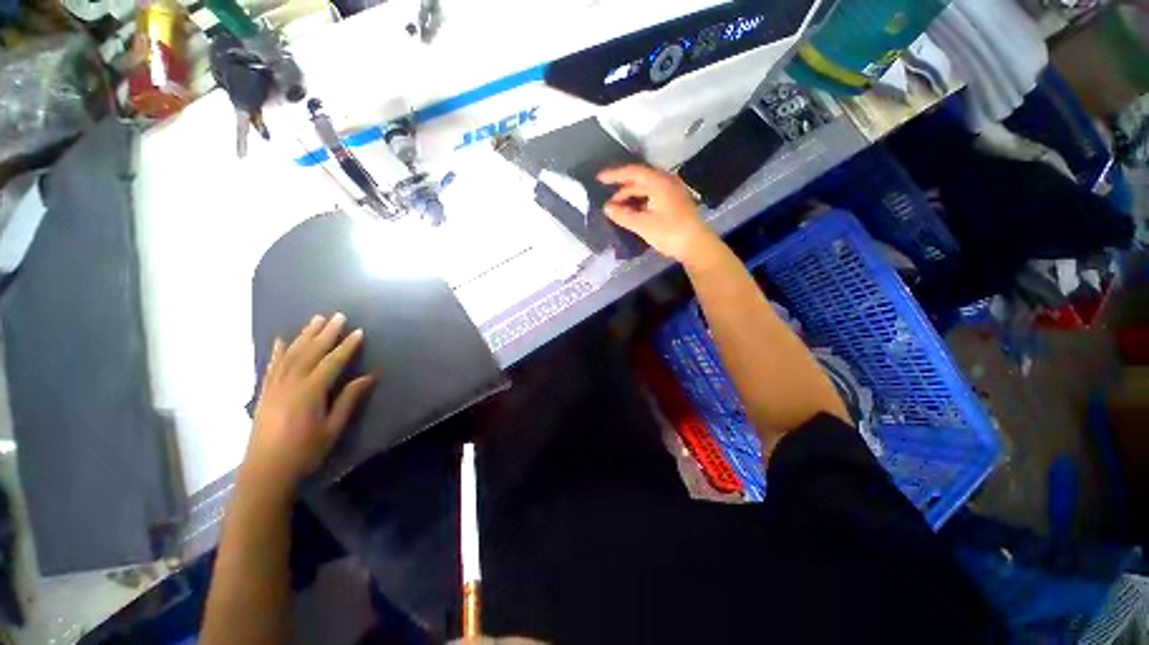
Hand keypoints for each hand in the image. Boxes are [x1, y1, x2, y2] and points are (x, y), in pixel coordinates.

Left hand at [243, 313, 374, 491]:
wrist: (265, 472)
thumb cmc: (304, 452)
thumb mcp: (332, 428)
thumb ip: (348, 400)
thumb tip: (369, 377)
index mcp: (309, 393)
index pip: (331, 362)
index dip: (346, 346)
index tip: (358, 331)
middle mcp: (290, 384)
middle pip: (309, 352)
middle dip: (325, 333)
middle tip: (338, 316)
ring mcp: (274, 387)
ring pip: (290, 354)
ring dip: (304, 335)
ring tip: (315, 320)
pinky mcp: (264, 393)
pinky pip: (271, 366)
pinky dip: (277, 351)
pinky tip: (280, 340)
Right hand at [598, 165, 718, 264]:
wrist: (696, 245)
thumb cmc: (669, 232)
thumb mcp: (643, 225)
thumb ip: (623, 215)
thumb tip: (607, 208)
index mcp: (659, 182)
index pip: (632, 172)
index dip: (614, 175)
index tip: (599, 178)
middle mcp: (666, 182)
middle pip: (640, 180)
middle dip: (622, 191)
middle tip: (609, 204)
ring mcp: (672, 192)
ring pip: (646, 190)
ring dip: (631, 198)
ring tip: (619, 211)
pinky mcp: (675, 203)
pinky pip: (653, 197)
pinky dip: (641, 203)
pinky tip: (634, 214)